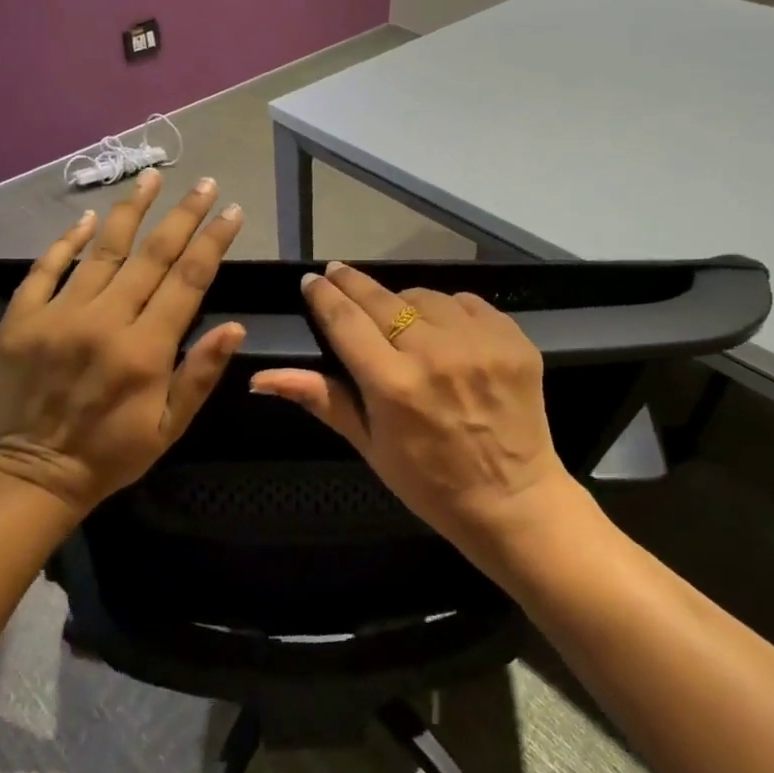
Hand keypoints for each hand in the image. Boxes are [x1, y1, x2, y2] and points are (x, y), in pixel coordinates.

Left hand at [0, 169, 244, 513]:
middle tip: (203, 182)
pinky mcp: (21, 318)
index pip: (188, 280)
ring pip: (102, 250)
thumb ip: (201, 374)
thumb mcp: (170, 426)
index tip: (231, 211)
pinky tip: (88, 217)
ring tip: (151, 178)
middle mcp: (104, 322)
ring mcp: (58, 316)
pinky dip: (67, 240)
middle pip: (151, 254)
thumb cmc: (113, 452)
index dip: (213, 241)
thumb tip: (235, 326)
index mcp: (145, 350)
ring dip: (131, 210)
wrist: (35, 473)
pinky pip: (45, 268)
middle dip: (182, 215)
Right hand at [249, 262, 574, 554]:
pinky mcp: (513, 339)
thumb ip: (320, 398)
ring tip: (396, 315)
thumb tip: (260, 377)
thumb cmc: (429, 482)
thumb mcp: (368, 445)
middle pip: (382, 300)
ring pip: (425, 296)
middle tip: (336, 273)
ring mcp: (480, 343)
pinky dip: (448, 310)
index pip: (346, 322)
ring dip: (403, 301)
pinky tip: (442, 328)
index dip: (324, 297)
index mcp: (393, 386)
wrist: (513, 499)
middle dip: (352, 283)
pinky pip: (467, 303)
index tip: (311, 280)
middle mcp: (436, 354)